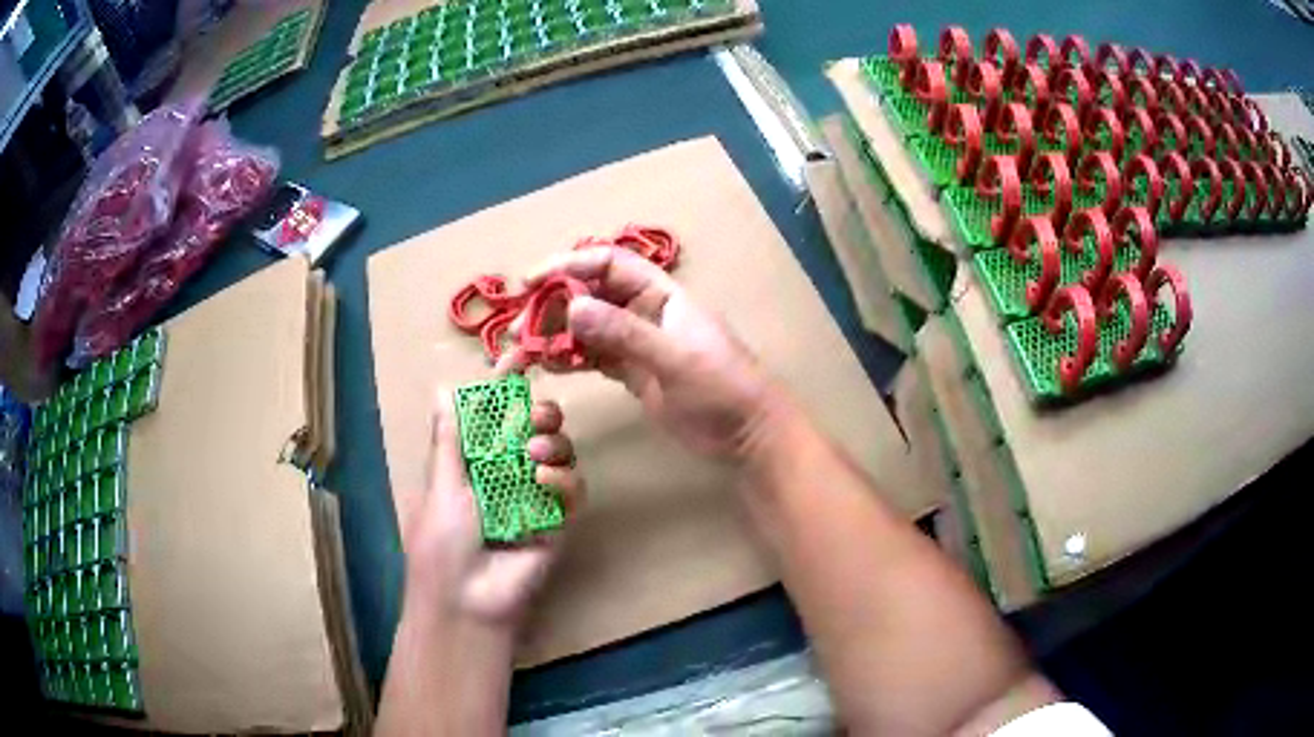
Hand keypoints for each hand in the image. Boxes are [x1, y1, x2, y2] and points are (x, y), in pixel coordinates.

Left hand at [404, 381, 584, 627]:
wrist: (467, 600)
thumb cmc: (442, 544)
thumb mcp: (441, 487)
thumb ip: (449, 439)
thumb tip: (442, 389)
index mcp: (475, 460)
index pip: (494, 414)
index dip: (505, 384)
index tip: (519, 355)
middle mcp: (508, 471)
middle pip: (536, 426)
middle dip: (539, 412)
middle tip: (533, 417)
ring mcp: (536, 496)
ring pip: (560, 451)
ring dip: (552, 442)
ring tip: (533, 453)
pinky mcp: (558, 521)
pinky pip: (573, 489)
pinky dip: (564, 479)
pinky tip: (544, 481)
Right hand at [507, 247, 785, 462]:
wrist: (748, 434)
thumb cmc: (723, 389)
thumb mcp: (675, 360)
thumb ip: (625, 334)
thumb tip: (573, 307)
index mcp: (662, 295)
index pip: (608, 264)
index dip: (568, 265)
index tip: (529, 282)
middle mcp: (646, 312)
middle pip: (590, 295)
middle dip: (551, 307)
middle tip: (518, 333)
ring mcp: (638, 343)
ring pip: (587, 328)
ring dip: (554, 336)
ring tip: (521, 355)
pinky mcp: (633, 373)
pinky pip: (593, 356)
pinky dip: (569, 358)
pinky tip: (546, 367)